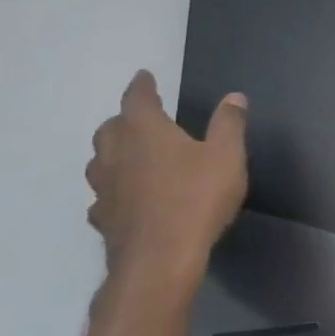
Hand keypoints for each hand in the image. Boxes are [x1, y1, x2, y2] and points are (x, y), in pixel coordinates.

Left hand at [85, 70, 247, 301]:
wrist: (160, 259)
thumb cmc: (196, 198)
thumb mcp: (227, 156)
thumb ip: (229, 125)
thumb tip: (234, 97)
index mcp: (145, 132)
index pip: (137, 99)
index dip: (141, 86)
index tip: (144, 76)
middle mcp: (116, 154)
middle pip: (110, 129)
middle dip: (124, 119)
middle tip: (141, 118)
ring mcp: (105, 189)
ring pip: (100, 161)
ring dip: (113, 153)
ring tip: (131, 155)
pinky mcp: (104, 219)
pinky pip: (104, 195)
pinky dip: (114, 189)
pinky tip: (126, 198)